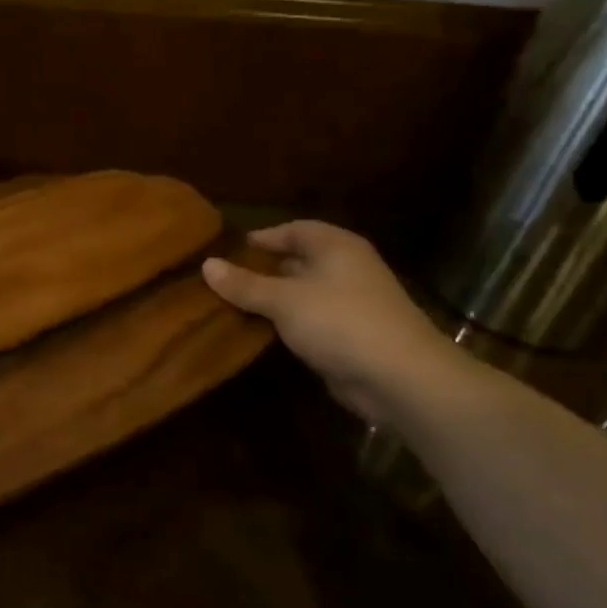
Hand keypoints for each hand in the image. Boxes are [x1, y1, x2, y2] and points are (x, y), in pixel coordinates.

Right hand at [202, 221, 458, 420]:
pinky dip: (287, 325)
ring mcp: (351, 303)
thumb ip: (245, 284)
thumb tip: (206, 264)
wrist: (400, 378)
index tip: (228, 251)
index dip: (262, 238)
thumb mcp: (284, 300)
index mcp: (335, 246)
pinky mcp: (351, 336)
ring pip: (302, 294)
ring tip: (231, 307)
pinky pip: (310, 321)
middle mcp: (346, 268)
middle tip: (222, 281)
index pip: (293, 229)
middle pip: (297, 261)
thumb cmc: (340, 321)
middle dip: (262, 271)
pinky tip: (260, 334)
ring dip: (272, 301)